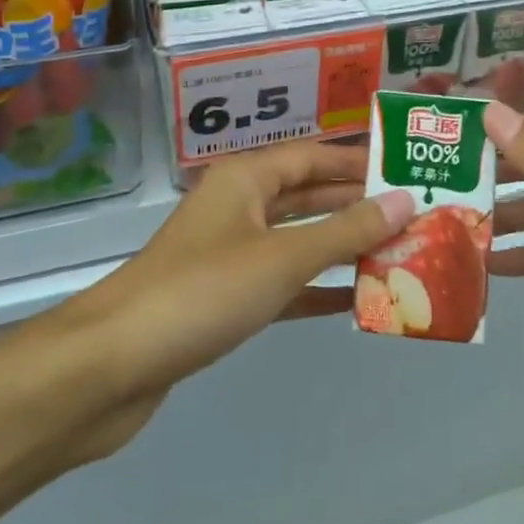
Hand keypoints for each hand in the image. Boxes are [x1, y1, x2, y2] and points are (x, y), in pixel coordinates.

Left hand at [63, 140, 415, 434]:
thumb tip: (405, 200)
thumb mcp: (282, 257)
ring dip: (341, 249)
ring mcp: (228, 254)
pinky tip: (354, 302)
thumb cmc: (202, 293)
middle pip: (308, 196)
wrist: (110, 367)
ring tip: (399, 254)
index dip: (359, 161)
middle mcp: (238, 207)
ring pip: (296, 241)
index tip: (406, 169)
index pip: (314, 156)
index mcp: (246, 179)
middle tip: (414, 214)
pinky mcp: (222, 299)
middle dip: (357, 206)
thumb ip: (346, 231)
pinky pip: (281, 283)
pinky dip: (314, 288)